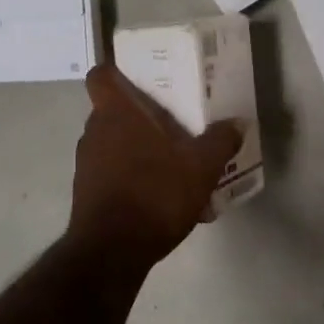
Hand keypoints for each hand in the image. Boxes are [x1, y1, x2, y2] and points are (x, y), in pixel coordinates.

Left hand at [68, 64, 245, 265]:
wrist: (112, 251)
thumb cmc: (154, 194)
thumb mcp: (201, 167)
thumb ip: (220, 141)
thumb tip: (237, 124)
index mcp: (116, 113)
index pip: (100, 75)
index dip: (116, 72)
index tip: (140, 79)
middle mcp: (94, 132)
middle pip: (113, 111)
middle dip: (140, 115)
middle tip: (173, 122)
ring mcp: (86, 164)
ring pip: (114, 143)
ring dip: (138, 148)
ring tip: (173, 163)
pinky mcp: (86, 193)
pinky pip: (112, 173)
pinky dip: (133, 176)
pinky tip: (162, 196)